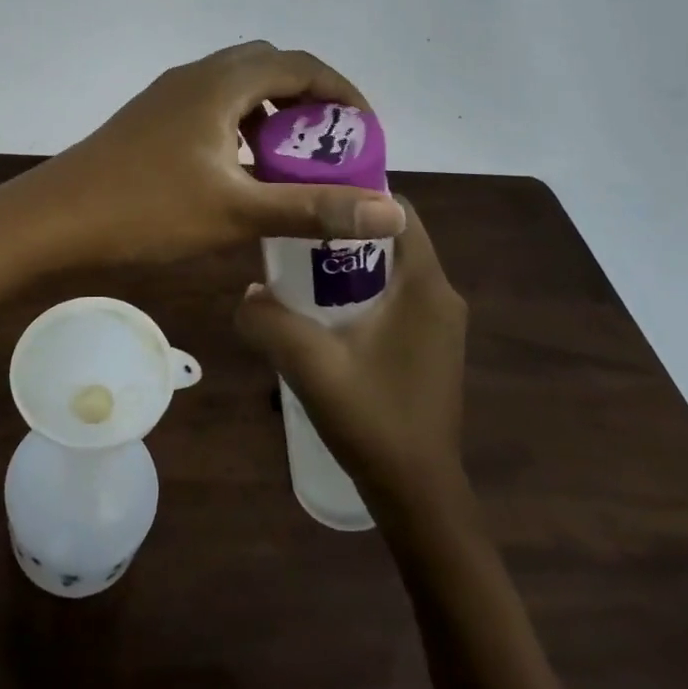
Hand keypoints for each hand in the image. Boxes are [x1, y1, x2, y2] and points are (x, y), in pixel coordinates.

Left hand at [0, 41, 405, 269]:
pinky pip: (212, 105)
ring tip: (292, 159)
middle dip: (309, 99)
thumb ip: (314, 209)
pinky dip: (241, 125)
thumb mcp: (237, 212)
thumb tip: (392, 211)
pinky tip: (241, 170)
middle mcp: (196, 75)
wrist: (55, 218)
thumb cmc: (147, 210)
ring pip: (237, 86)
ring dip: (272, 112)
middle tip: (331, 145)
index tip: (366, 133)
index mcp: (221, 83)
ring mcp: (168, 94)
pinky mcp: (151, 117)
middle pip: (270, 67)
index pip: (301, 65)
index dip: (343, 93)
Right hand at [236, 200, 468, 510]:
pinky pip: (395, 297)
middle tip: (293, 235)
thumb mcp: (310, 365)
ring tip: (299, 272)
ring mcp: (439, 324)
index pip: (397, 210)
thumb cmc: (373, 420)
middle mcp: (441, 295)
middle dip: (342, 230)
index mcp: (425, 286)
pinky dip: (361, 291)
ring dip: (348, 264)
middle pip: (390, 238)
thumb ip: (269, 321)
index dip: (355, 193)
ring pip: (391, 269)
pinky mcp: (431, 346)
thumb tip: (246, 293)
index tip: (309, 195)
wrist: (418, 495)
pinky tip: (323, 315)